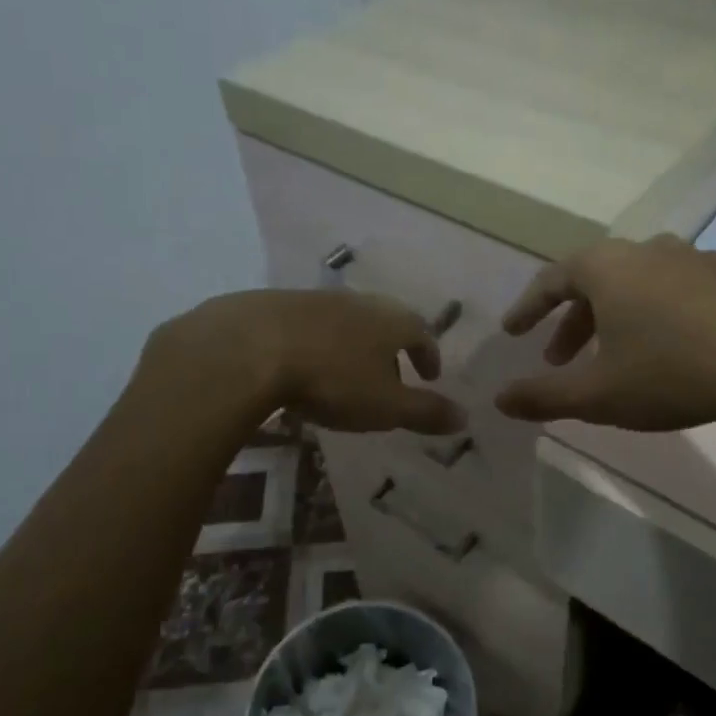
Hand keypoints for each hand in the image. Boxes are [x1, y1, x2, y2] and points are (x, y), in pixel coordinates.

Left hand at [141, 290, 466, 434]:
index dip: (429, 354)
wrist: (250, 347)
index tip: (430, 374)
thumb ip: (426, 411)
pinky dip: (318, 342)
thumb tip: (465, 417)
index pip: (422, 332)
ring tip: (348, 372)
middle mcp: (359, 302)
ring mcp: (316, 299)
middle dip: (393, 347)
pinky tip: (303, 363)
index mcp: (391, 321)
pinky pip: (309, 323)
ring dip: (355, 344)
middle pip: (386, 320)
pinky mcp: (277, 304)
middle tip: (392, 374)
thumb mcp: (386, 406)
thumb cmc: (332, 379)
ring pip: (347, 320)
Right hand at [493, 235, 715, 437]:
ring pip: (643, 284)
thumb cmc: (672, 373)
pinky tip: (679, 348)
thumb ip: (543, 397)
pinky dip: (667, 315)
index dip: (528, 308)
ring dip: (620, 316)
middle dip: (573, 320)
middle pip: (597, 280)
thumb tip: (499, 400)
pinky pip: (686, 292)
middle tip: (560, 358)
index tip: (513, 332)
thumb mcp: (598, 394)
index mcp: (609, 268)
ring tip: (619, 354)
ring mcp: (701, 259)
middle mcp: (651, 251)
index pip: (552, 280)